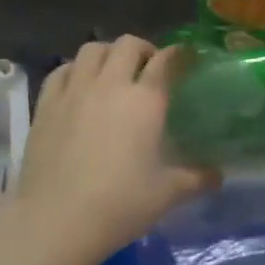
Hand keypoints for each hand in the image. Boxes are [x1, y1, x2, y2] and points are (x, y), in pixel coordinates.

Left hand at [13, 37, 219, 264]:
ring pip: (92, 49)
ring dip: (108, 53)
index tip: (186, 58)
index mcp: (145, 100)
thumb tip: (218, 176)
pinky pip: (62, 69)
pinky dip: (75, 69)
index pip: (166, 60)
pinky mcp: (46, 103)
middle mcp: (111, 84)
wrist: (55, 220)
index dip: (179, 55)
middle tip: (149, 68)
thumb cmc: (119, 205)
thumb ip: (197, 179)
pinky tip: (79, 85)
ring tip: (113, 71)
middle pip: (128, 44)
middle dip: (143, 49)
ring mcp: (75, 90)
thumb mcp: (167, 194)